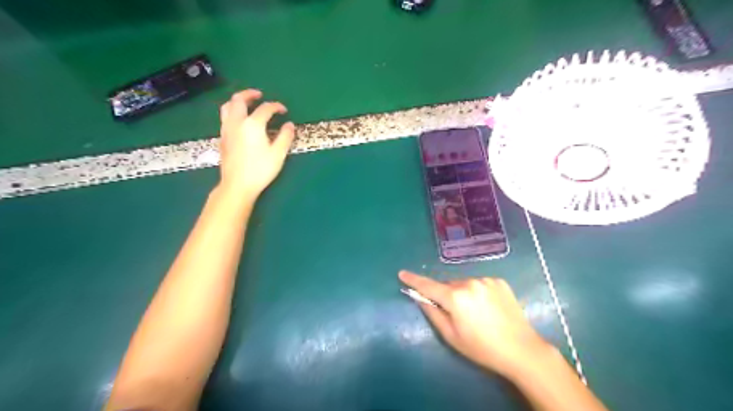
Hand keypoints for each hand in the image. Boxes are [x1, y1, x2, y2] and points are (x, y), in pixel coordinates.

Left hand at [216, 88, 294, 197]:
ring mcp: (226, 130)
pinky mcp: (222, 138)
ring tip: (246, 103)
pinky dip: (233, 112)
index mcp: (253, 124)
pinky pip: (225, 118)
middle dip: (250, 94)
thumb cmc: (260, 170)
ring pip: (227, 107)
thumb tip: (289, 125)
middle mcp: (237, 122)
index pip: (265, 108)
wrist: (237, 185)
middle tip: (259, 95)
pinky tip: (240, 121)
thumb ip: (285, 137)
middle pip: (239, 100)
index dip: (276, 106)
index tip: (284, 111)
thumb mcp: (278, 154)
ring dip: (237, 101)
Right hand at [399, 270, 551, 378]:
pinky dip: (478, 292)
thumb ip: (433, 313)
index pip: (428, 286)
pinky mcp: (499, 281)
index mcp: (456, 297)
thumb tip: (421, 298)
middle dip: (446, 295)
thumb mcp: (451, 336)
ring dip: (462, 293)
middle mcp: (470, 283)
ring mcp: (486, 280)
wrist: (522, 350)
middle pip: (448, 285)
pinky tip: (488, 308)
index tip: (402, 273)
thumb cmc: (482, 348)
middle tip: (454, 314)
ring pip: (464, 284)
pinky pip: (479, 283)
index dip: (413, 280)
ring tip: (476, 313)